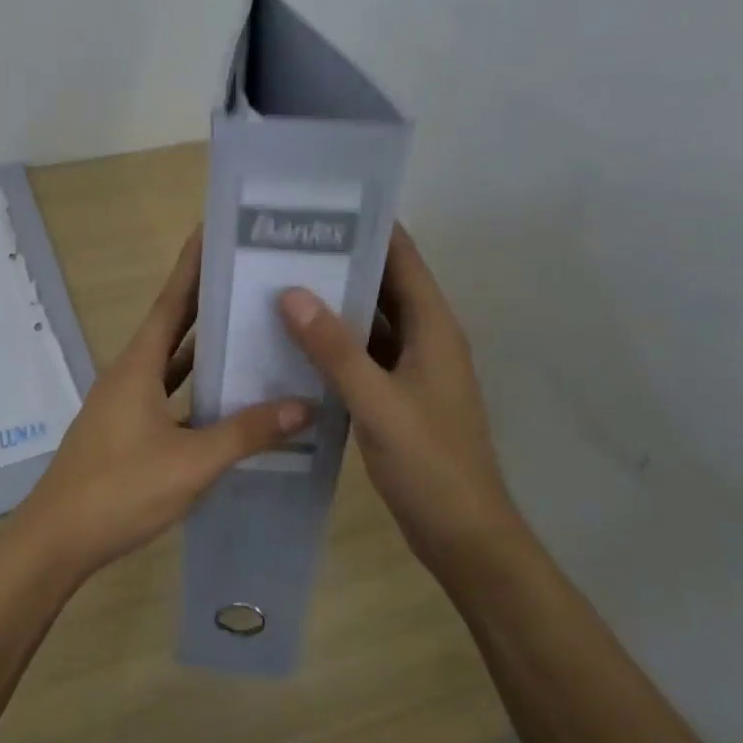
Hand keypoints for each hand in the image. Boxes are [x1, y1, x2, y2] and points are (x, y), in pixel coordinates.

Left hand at [9, 230, 311, 583]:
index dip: (192, 266)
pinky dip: (195, 390)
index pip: (171, 301)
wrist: (58, 539)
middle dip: (207, 300)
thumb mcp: (192, 461)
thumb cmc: (121, 489)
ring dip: (204, 347)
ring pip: (171, 364)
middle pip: (173, 326)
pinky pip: (168, 396)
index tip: (214, 231)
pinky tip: (226, 397)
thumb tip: (305, 404)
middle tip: (249, 276)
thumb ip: (247, 431)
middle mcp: (129, 374)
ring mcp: (125, 404)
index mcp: (138, 366)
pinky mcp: (126, 431)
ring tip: (249, 328)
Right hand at [277, 224, 514, 568]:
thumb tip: (291, 292)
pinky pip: (361, 355)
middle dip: (338, 261)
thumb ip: (335, 349)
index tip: (318, 206)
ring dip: (332, 303)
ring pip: (369, 321)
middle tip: (281, 243)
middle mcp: (425, 338)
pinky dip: (333, 344)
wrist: (464, 536)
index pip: (402, 258)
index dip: (367, 227)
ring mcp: (411, 369)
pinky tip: (292, 341)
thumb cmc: (430, 465)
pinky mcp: (396, 395)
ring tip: (278, 281)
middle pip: (382, 284)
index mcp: (434, 328)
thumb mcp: (378, 403)